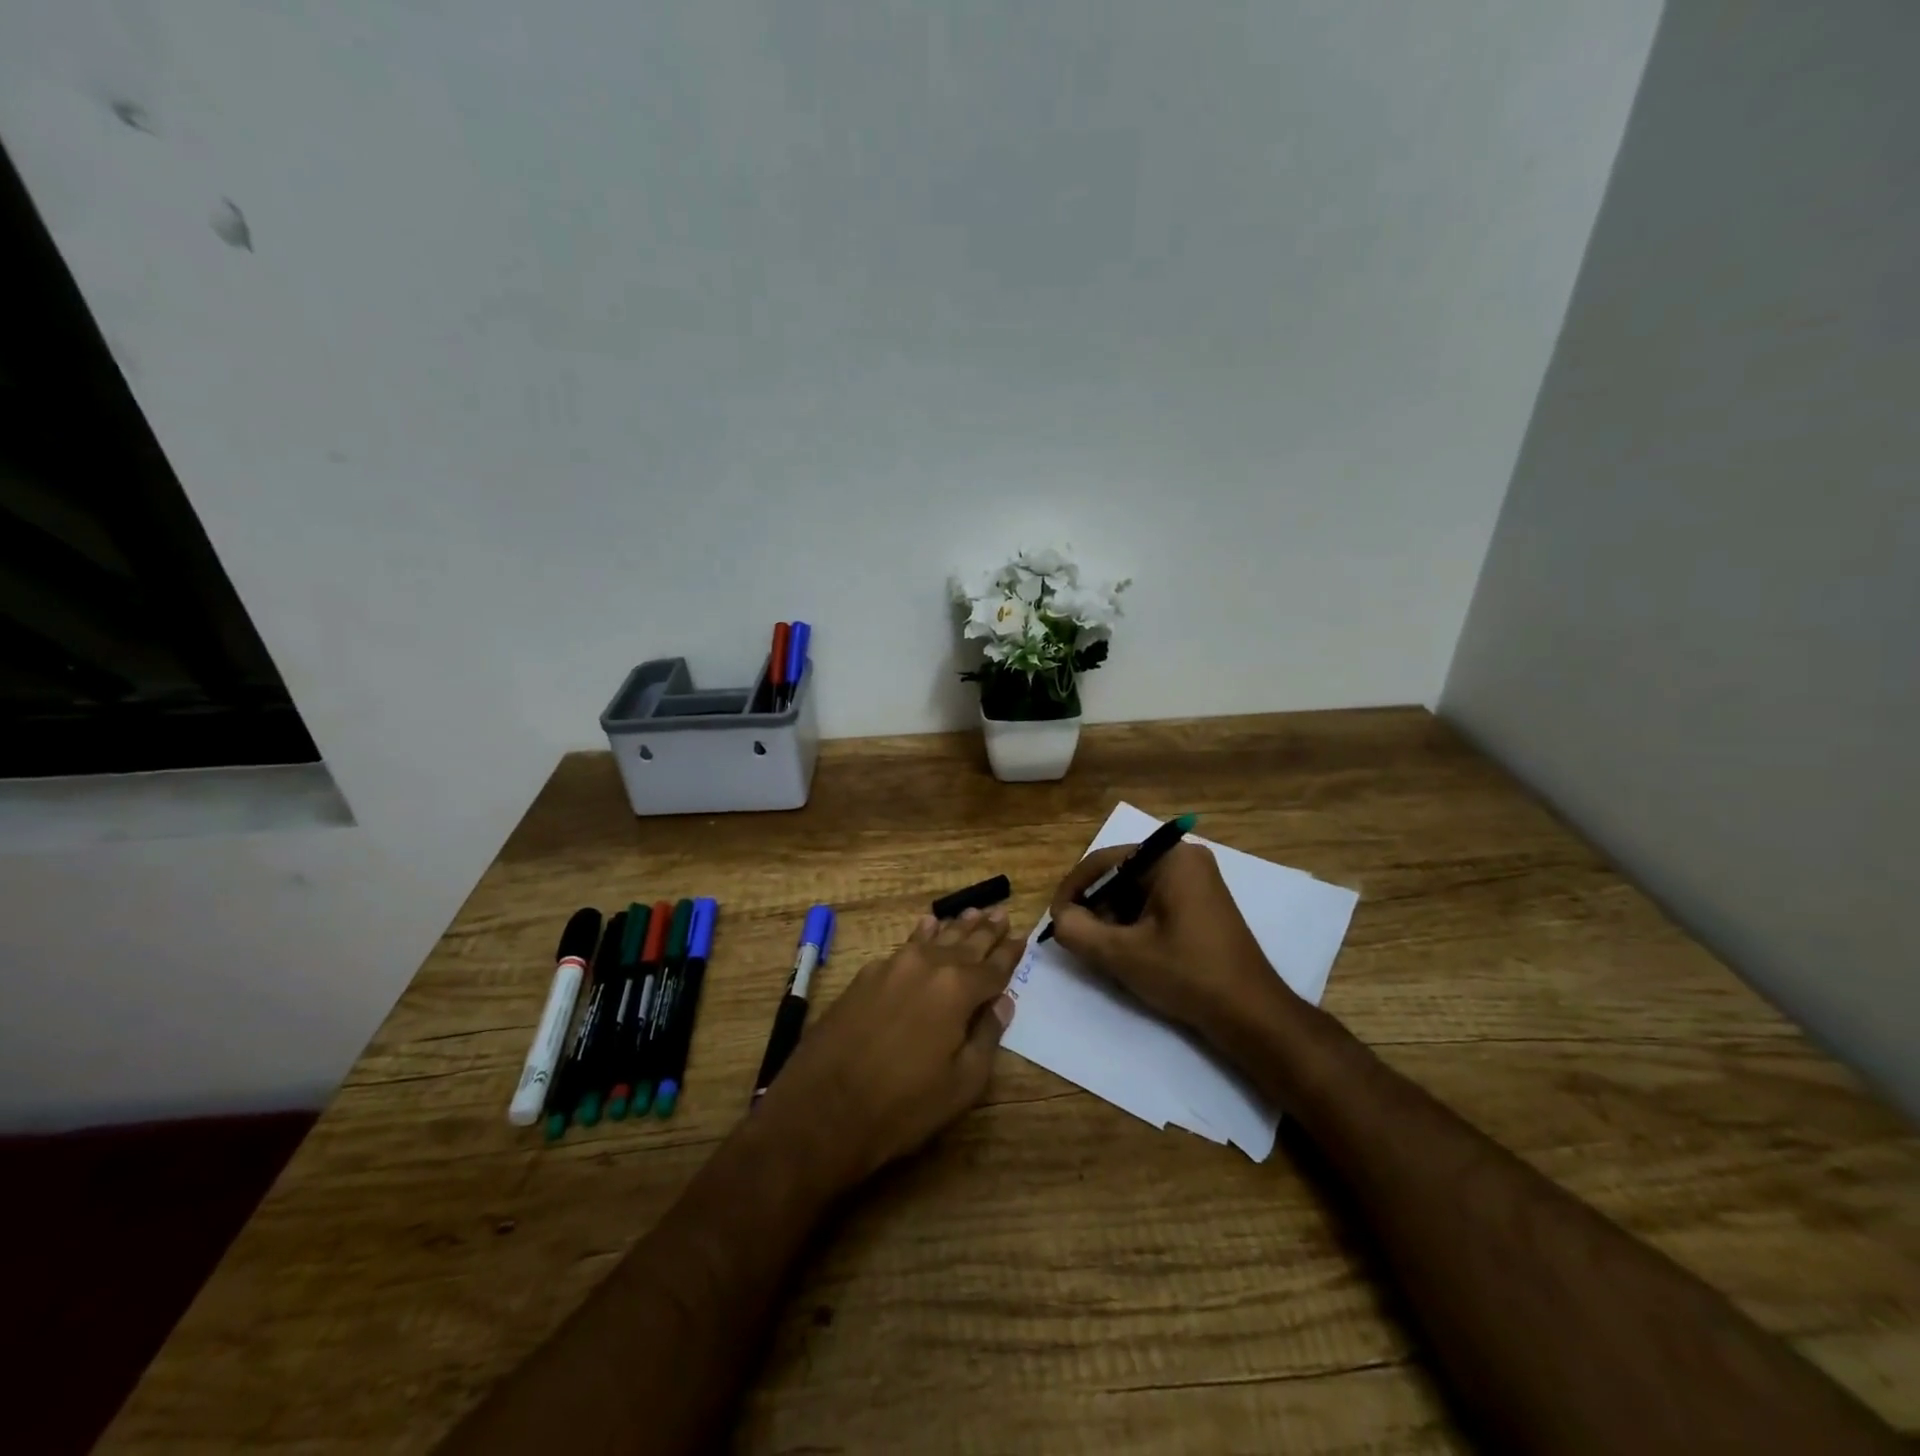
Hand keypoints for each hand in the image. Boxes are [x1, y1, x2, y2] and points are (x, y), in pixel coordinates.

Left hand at [758, 908, 1020, 1187]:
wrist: (822, 1108)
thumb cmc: (902, 1106)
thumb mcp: (961, 1084)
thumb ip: (986, 1036)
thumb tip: (1003, 1002)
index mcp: (958, 989)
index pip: (994, 966)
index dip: (1010, 954)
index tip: (1022, 938)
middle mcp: (928, 966)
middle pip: (965, 943)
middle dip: (985, 930)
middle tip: (1001, 913)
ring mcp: (893, 966)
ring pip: (934, 938)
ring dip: (955, 927)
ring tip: (972, 912)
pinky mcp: (866, 975)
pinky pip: (904, 946)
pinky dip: (922, 935)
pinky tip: (927, 926)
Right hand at [1048, 841, 1296, 1042]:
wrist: (1251, 1014)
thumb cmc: (1187, 974)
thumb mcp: (1122, 954)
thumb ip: (1077, 930)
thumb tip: (1060, 918)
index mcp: (1170, 858)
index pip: (1104, 862)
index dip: (1073, 890)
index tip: (1055, 921)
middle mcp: (1185, 859)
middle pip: (1120, 876)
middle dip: (1096, 907)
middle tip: (1079, 940)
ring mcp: (1198, 881)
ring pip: (1136, 892)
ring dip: (1114, 918)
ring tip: (1104, 951)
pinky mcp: (1202, 904)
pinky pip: (1155, 903)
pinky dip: (1136, 924)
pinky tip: (1131, 952)